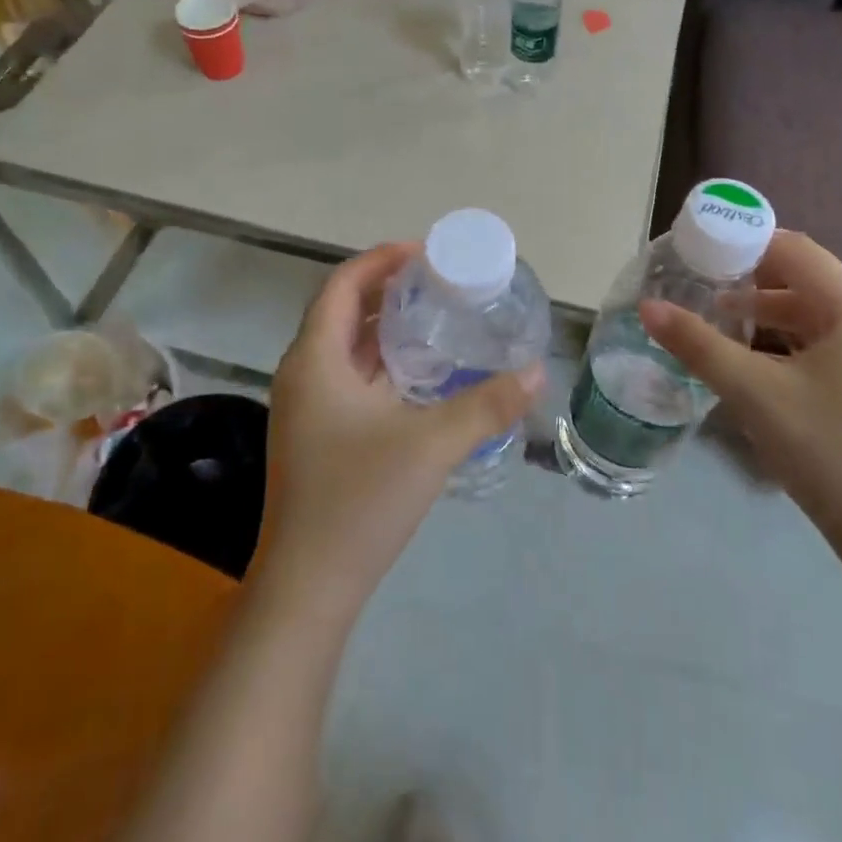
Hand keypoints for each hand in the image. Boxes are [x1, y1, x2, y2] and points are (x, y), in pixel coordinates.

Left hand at [258, 243, 543, 607]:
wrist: (309, 588)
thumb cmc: (359, 501)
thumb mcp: (432, 445)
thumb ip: (486, 406)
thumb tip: (536, 374)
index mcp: (315, 360)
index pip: (343, 285)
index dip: (381, 260)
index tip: (427, 253)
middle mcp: (304, 374)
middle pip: (344, 311)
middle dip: (390, 290)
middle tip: (441, 283)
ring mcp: (307, 408)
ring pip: (347, 348)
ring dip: (387, 328)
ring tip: (439, 318)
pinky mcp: (319, 436)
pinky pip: (351, 378)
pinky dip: (384, 363)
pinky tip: (423, 376)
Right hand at [639, 231, 841, 574]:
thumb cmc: (827, 451)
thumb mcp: (753, 393)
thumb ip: (698, 345)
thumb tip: (647, 307)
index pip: (797, 251)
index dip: (746, 242)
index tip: (701, 248)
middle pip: (807, 279)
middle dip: (751, 278)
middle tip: (701, 281)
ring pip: (816, 314)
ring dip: (767, 311)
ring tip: (718, 316)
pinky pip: (827, 343)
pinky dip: (787, 340)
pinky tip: (754, 359)